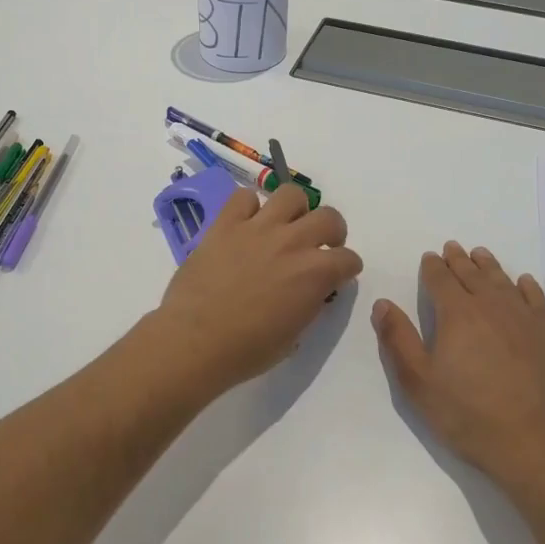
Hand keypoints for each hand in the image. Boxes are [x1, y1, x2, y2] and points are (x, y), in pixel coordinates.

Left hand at [152, 183, 362, 390]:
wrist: (195, 341)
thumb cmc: (247, 350)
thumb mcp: (293, 335)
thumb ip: (309, 303)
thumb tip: (312, 290)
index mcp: (314, 274)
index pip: (348, 259)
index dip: (346, 268)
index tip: (338, 274)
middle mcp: (292, 242)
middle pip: (329, 217)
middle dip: (331, 231)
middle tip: (319, 245)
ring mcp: (258, 228)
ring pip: (291, 194)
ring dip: (295, 209)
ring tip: (285, 225)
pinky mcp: (226, 223)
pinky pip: (243, 196)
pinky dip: (248, 207)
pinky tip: (245, 224)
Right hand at [373, 242, 544, 498]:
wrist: (537, 446)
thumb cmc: (469, 416)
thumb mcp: (419, 383)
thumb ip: (398, 339)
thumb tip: (382, 303)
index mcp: (457, 314)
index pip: (441, 279)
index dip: (433, 266)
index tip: (429, 257)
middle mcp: (492, 307)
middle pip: (472, 275)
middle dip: (459, 260)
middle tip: (453, 248)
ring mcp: (525, 320)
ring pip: (503, 282)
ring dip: (489, 266)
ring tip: (481, 256)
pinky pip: (537, 300)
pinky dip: (527, 287)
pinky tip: (523, 283)